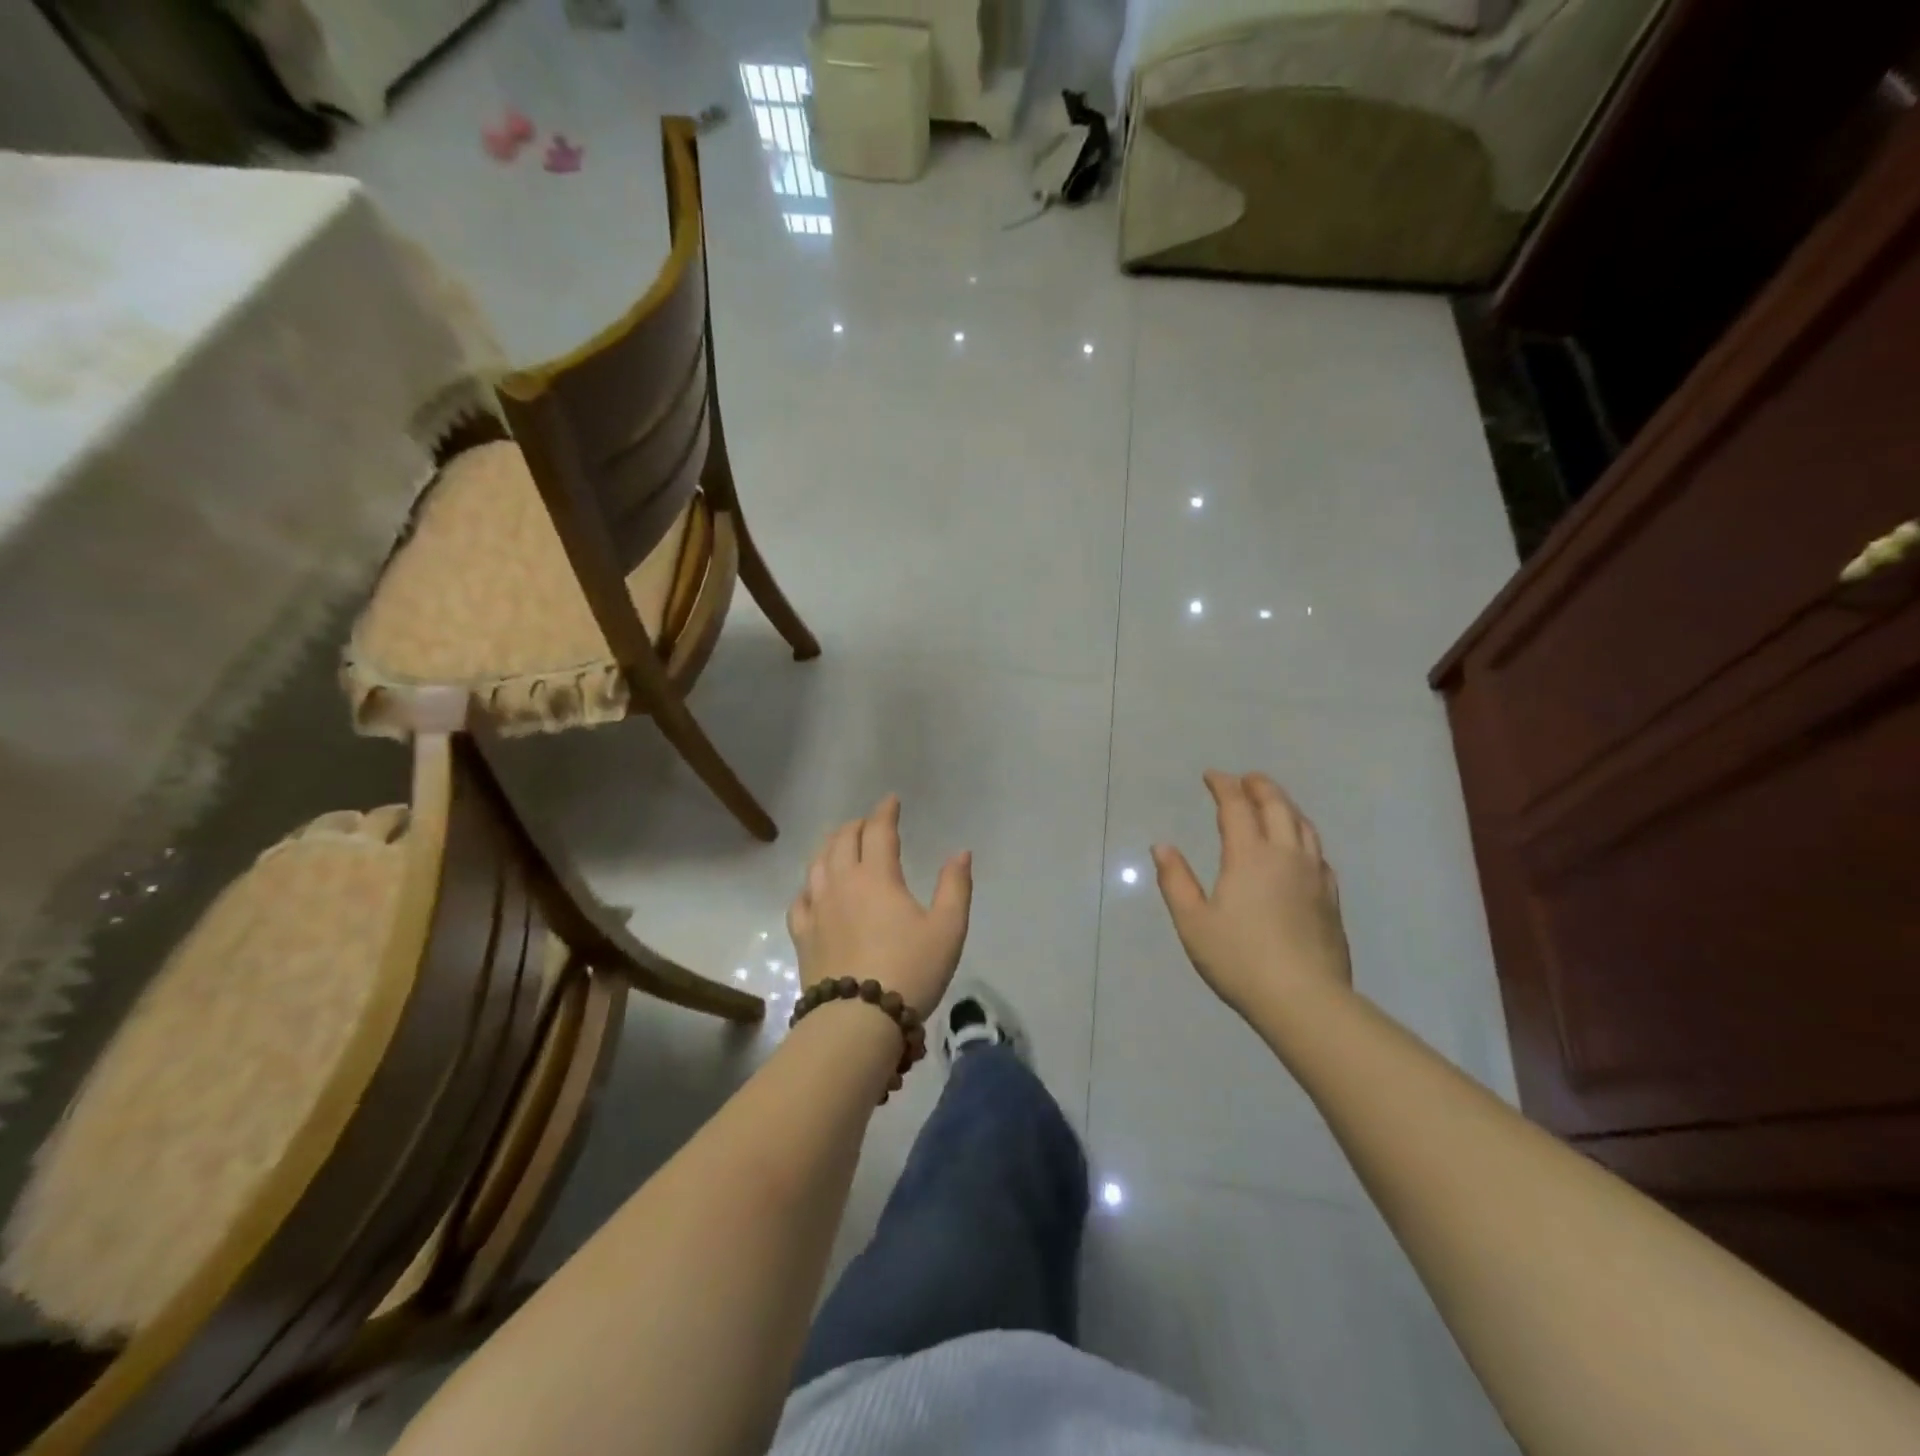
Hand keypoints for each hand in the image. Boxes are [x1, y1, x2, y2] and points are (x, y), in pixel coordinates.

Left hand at [787, 795, 972, 1016]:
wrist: (858, 1021)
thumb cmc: (910, 970)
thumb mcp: (947, 929)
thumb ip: (955, 887)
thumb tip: (960, 852)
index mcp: (876, 876)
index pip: (878, 831)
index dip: (885, 812)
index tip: (891, 801)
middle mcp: (841, 883)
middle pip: (842, 841)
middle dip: (857, 826)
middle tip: (869, 824)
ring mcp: (817, 909)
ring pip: (817, 863)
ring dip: (831, 846)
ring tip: (840, 844)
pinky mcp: (803, 935)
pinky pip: (801, 898)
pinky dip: (810, 884)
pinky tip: (814, 889)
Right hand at [1152, 771, 1351, 1017]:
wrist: (1304, 999)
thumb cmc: (1239, 959)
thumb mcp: (1193, 922)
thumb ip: (1176, 881)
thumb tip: (1162, 847)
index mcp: (1249, 856)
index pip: (1237, 807)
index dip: (1223, 786)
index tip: (1212, 776)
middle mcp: (1285, 855)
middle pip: (1277, 807)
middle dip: (1259, 787)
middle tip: (1245, 779)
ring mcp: (1314, 875)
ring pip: (1303, 825)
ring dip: (1285, 806)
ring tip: (1273, 803)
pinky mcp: (1330, 897)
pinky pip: (1318, 851)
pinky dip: (1303, 835)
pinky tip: (1300, 847)